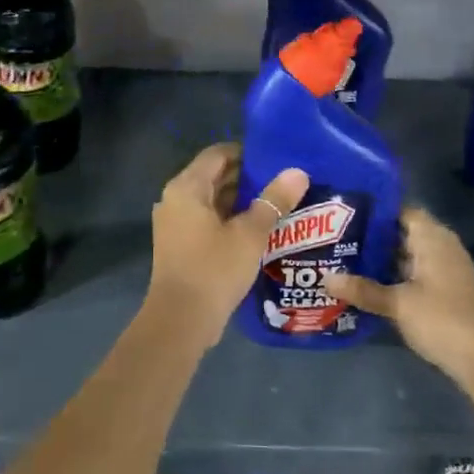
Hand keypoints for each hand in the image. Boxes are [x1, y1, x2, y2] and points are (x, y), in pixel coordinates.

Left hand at [145, 144, 308, 350]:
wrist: (180, 320)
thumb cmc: (214, 269)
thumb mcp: (250, 234)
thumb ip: (274, 201)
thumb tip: (298, 172)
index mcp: (187, 187)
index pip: (218, 154)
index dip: (247, 152)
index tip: (276, 158)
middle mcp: (175, 199)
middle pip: (214, 176)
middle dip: (247, 177)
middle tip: (283, 181)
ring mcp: (174, 223)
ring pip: (211, 201)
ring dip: (240, 201)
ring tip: (277, 203)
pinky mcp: (179, 244)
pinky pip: (207, 220)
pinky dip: (230, 220)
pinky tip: (258, 229)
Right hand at [325, 207, 473, 384]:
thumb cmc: (444, 320)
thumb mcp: (398, 303)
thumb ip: (363, 289)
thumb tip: (324, 278)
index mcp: (432, 237)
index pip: (398, 210)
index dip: (371, 209)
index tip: (340, 211)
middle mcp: (439, 248)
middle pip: (398, 233)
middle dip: (367, 236)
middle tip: (329, 237)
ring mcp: (442, 272)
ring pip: (402, 257)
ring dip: (376, 260)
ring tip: (337, 259)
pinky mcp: (442, 294)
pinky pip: (409, 276)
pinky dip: (388, 278)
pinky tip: (361, 286)